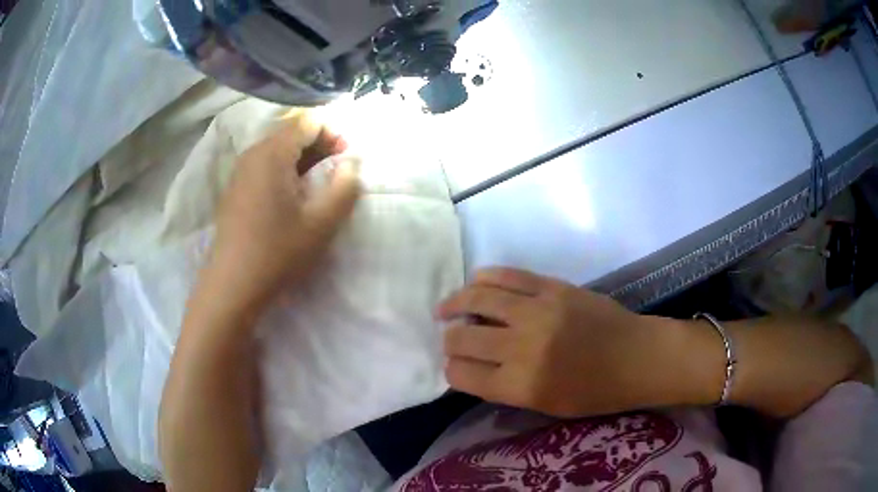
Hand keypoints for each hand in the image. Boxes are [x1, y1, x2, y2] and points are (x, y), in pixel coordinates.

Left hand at [209, 113, 360, 307]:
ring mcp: (240, 170)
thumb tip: (351, 163)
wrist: (232, 285)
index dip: (334, 133)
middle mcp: (253, 153)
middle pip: (292, 131)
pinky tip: (291, 199)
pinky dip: (285, 171)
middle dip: (320, 145)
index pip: (308, 121)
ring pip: (278, 149)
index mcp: (272, 153)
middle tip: (336, 173)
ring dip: (303, 160)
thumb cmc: (278, 252)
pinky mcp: (235, 188)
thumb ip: (345, 186)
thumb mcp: (322, 223)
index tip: (346, 160)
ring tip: (316, 188)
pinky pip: (265, 165)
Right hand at [437, 268, 698, 416]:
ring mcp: (537, 311)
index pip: (463, 375)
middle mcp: (523, 348)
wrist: (638, 356)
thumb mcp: (546, 405)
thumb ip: (505, 388)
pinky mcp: (552, 286)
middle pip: (462, 339)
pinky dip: (483, 279)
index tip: (455, 366)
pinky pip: (505, 275)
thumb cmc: (596, 392)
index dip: (452, 371)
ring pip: (476, 300)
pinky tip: (475, 285)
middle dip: (450, 340)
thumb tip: (472, 366)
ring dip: (454, 304)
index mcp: (522, 386)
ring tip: (447, 308)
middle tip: (452, 339)